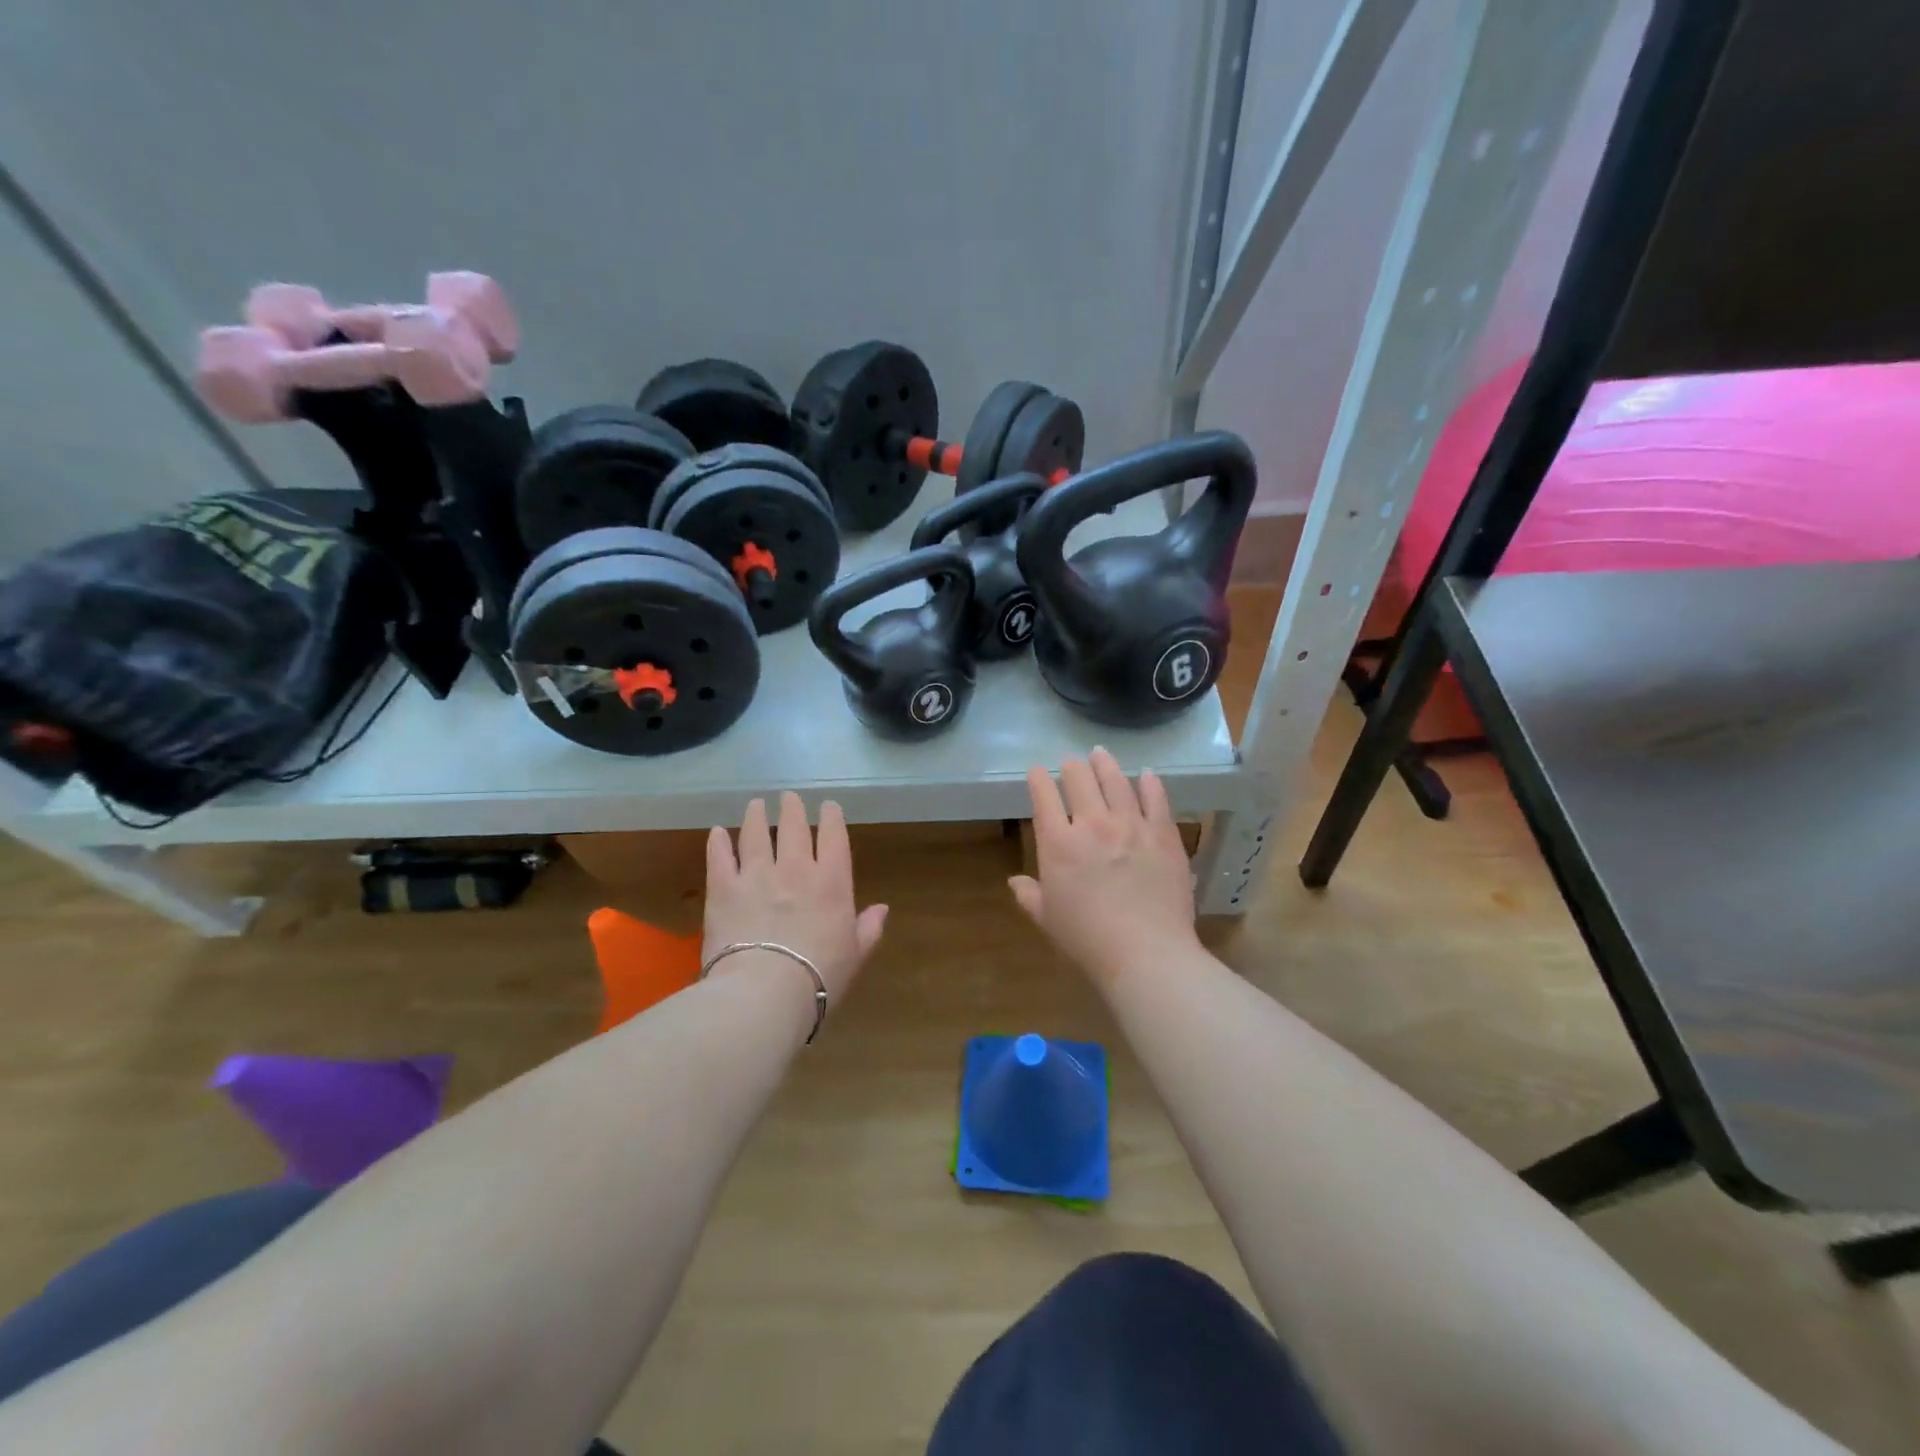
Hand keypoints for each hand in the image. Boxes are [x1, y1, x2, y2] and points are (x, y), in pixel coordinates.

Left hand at [704, 792, 887, 1011]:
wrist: (765, 991)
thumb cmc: (819, 977)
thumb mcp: (855, 956)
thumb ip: (868, 929)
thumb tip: (882, 909)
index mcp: (832, 882)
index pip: (834, 836)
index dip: (832, 817)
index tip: (828, 806)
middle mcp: (795, 869)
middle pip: (793, 827)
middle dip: (792, 808)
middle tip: (789, 797)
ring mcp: (757, 875)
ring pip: (756, 834)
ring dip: (756, 816)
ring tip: (756, 805)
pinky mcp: (723, 889)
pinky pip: (720, 857)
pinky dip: (718, 842)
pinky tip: (717, 833)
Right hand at [1010, 748, 1198, 985]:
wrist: (1145, 953)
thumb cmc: (1088, 939)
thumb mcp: (1048, 919)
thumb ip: (1030, 895)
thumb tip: (1015, 882)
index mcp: (1058, 844)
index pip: (1043, 797)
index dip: (1038, 779)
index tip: (1037, 771)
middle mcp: (1092, 824)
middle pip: (1079, 780)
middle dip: (1071, 767)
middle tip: (1071, 763)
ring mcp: (1131, 825)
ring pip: (1116, 781)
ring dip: (1105, 764)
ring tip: (1100, 754)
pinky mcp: (1163, 834)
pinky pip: (1156, 799)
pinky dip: (1150, 783)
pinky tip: (1147, 775)